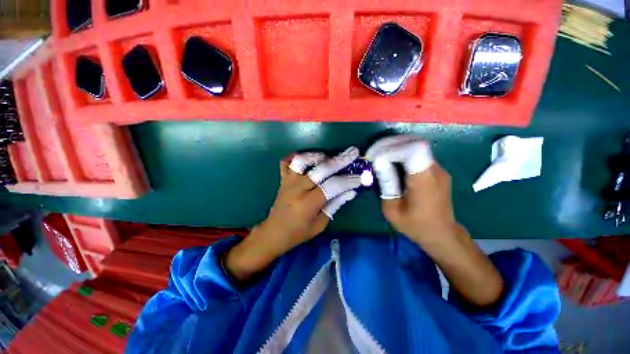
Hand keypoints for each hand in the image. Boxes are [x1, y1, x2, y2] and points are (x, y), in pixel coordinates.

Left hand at [264, 147, 361, 248]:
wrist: (274, 232)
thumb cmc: (298, 232)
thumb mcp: (320, 224)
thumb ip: (335, 205)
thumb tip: (351, 191)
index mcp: (308, 203)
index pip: (332, 186)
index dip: (348, 180)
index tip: (359, 177)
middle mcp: (298, 188)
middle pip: (321, 169)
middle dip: (340, 160)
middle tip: (353, 152)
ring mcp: (288, 181)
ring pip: (302, 161)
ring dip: (317, 156)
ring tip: (328, 156)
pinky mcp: (283, 179)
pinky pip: (286, 162)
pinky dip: (295, 156)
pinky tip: (307, 158)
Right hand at [366, 135, 456, 242]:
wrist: (441, 234)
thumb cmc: (415, 226)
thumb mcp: (392, 209)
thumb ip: (385, 185)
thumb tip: (378, 163)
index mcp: (424, 181)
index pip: (413, 150)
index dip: (392, 148)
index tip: (375, 155)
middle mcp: (435, 170)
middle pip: (414, 143)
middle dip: (391, 144)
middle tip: (374, 152)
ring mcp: (438, 169)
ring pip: (416, 146)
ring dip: (396, 148)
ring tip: (380, 156)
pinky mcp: (437, 171)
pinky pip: (418, 155)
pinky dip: (402, 154)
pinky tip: (392, 163)